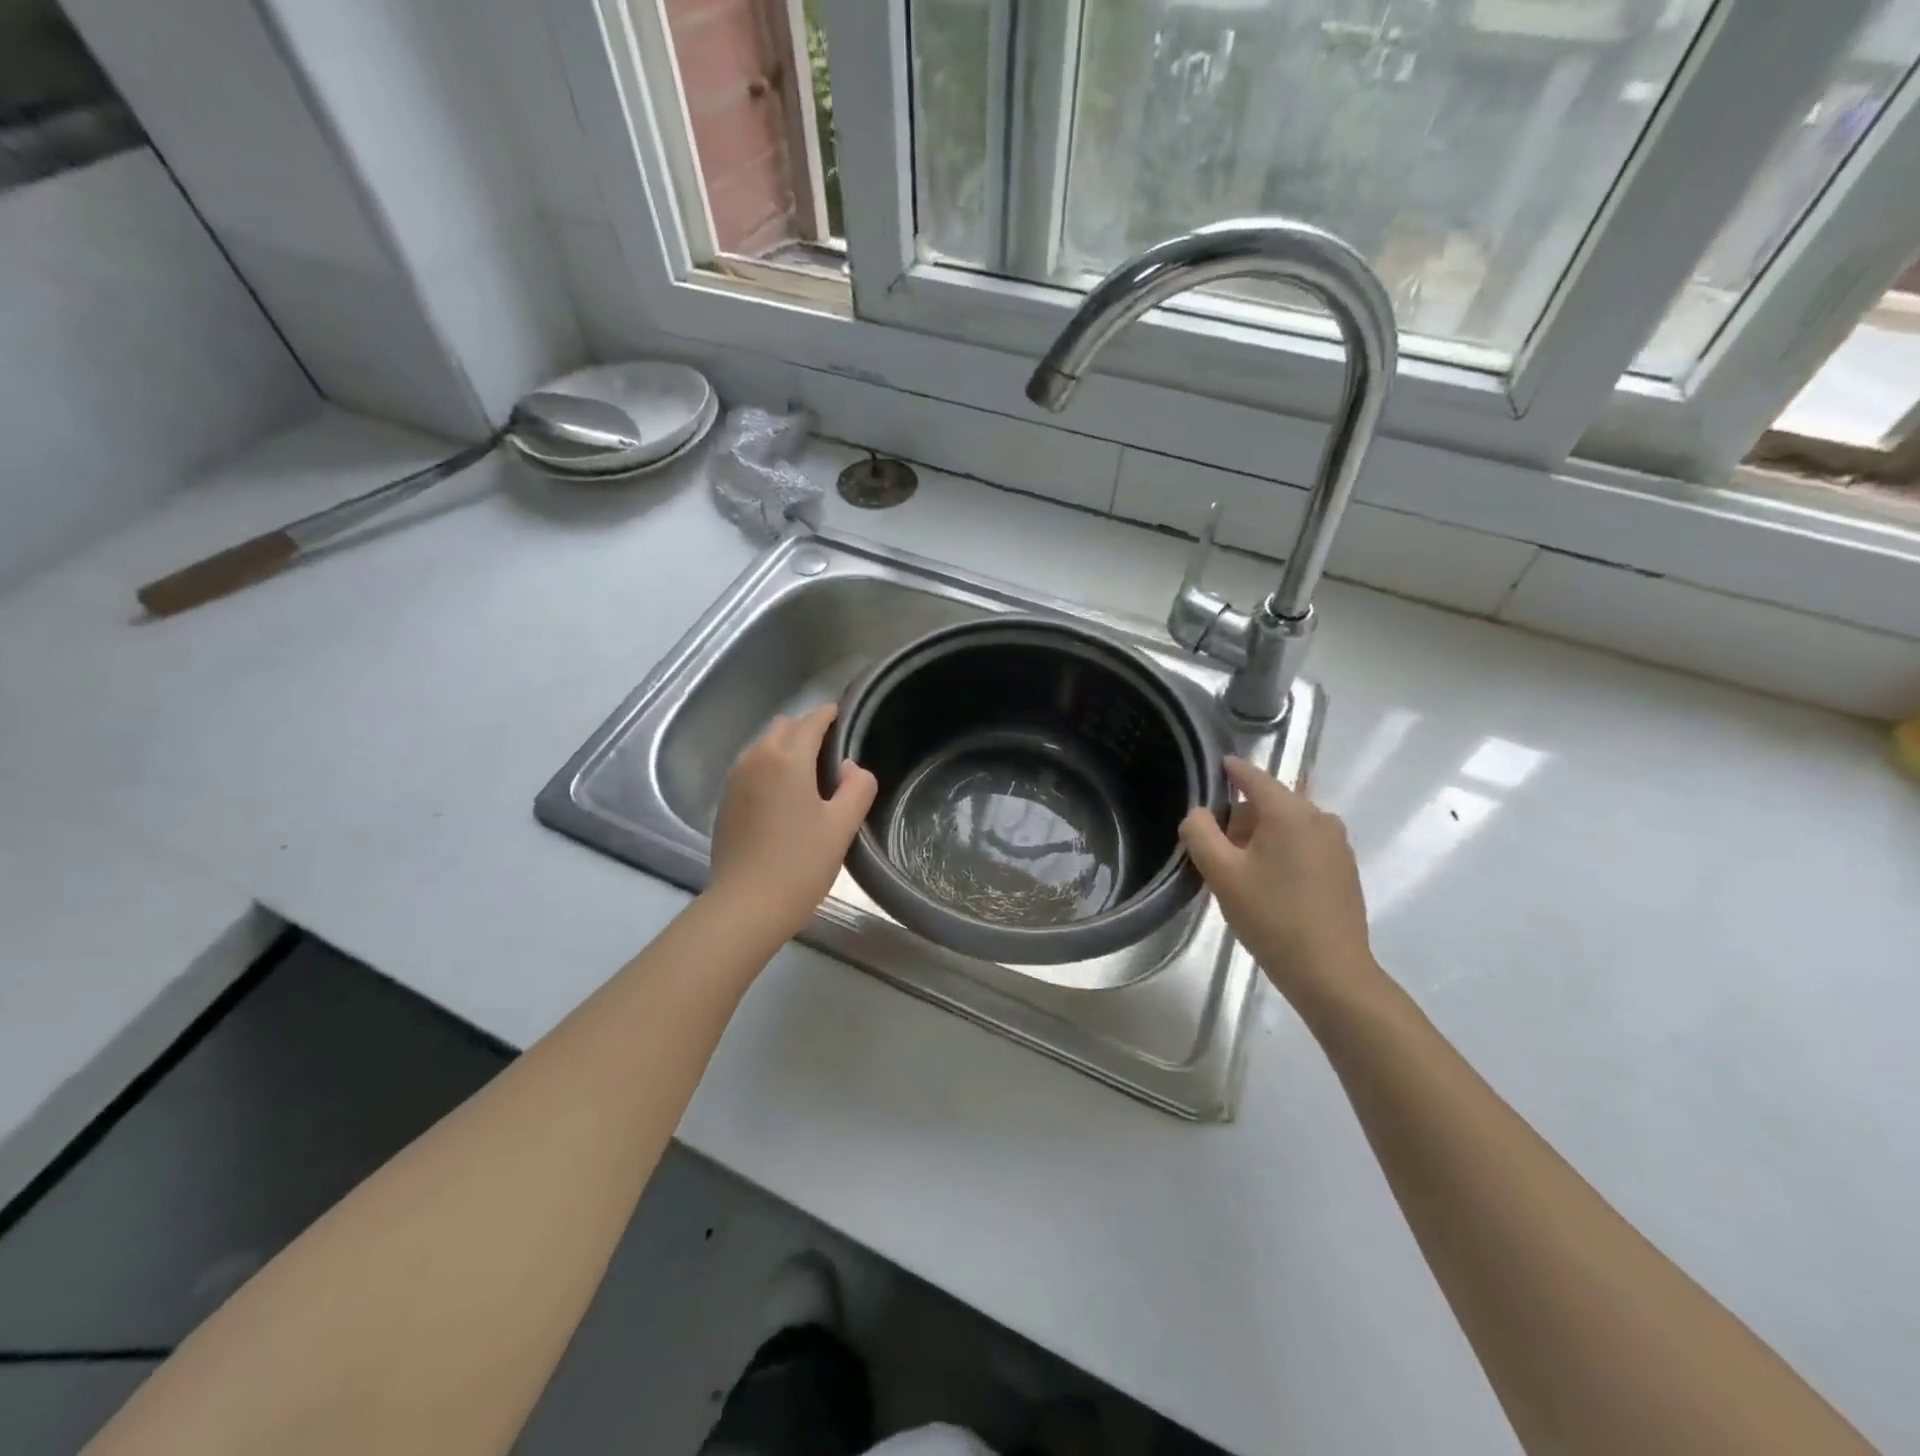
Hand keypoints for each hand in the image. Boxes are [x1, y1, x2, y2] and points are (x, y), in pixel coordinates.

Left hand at [707, 705, 878, 941]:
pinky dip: (769, 766)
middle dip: (806, 728)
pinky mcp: (725, 801)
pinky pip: (751, 767)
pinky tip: (783, 793)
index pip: (811, 722)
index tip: (842, 715)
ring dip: (785, 747)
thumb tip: (850, 767)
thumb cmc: (800, 864)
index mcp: (787, 759)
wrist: (746, 905)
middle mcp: (756, 759)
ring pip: (764, 745)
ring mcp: (735, 780)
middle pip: (783, 727)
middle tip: (831, 749)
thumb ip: (857, 788)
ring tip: (808, 772)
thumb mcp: (842, 826)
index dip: (829, 715)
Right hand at [1179, 757, 1383, 1020]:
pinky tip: (1269, 883)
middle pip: (1272, 802)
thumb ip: (1200, 833)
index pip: (1253, 776)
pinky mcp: (1344, 869)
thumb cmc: (1271, 916)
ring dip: (1262, 836)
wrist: (1330, 972)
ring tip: (1240, 868)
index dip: (1231, 770)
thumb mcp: (1221, 873)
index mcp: (1290, 812)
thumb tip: (1198, 813)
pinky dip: (1283, 851)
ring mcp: (1337, 844)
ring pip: (1289, 825)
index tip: (1215, 766)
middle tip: (1217, 844)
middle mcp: (1319, 818)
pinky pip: (1305, 845)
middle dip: (1242, 814)